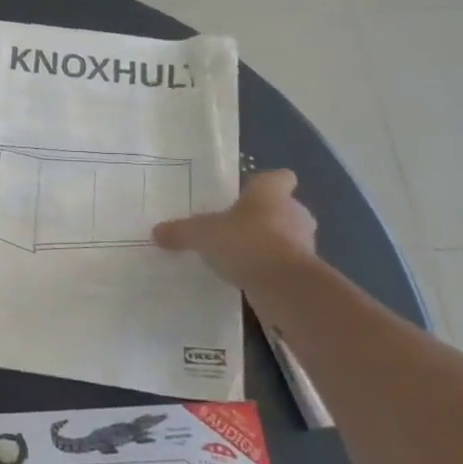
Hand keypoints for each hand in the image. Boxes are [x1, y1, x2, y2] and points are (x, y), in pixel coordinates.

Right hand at [152, 169, 317, 289]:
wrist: (284, 285)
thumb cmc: (245, 242)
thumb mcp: (201, 234)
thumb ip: (180, 231)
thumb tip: (157, 232)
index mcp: (270, 193)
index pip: (278, 178)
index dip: (264, 185)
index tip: (247, 195)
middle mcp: (294, 212)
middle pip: (282, 208)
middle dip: (263, 218)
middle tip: (234, 228)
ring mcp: (305, 243)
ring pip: (286, 237)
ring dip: (268, 244)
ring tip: (238, 256)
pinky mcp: (305, 271)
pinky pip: (284, 264)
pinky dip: (269, 269)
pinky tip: (246, 278)